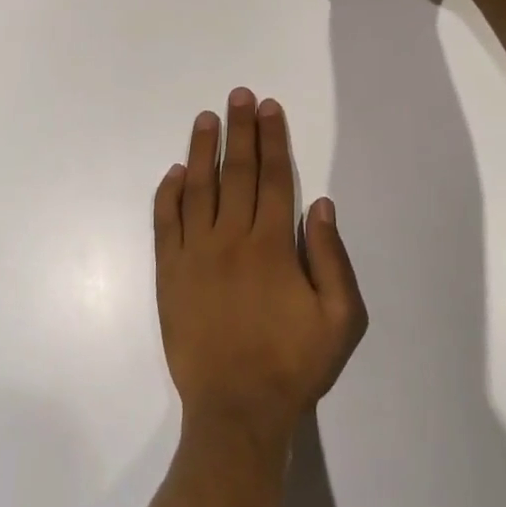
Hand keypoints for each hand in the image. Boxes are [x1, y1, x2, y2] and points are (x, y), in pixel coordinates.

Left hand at [155, 89, 366, 458]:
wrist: (236, 410)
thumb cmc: (293, 364)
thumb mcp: (339, 318)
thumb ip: (331, 256)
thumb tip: (319, 203)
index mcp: (272, 245)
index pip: (273, 178)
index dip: (272, 139)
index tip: (269, 108)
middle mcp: (231, 239)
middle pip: (236, 172)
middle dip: (240, 130)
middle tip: (239, 95)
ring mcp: (194, 255)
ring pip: (198, 189)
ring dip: (203, 150)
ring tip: (207, 117)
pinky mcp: (169, 274)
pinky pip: (166, 223)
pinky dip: (169, 194)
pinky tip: (175, 171)